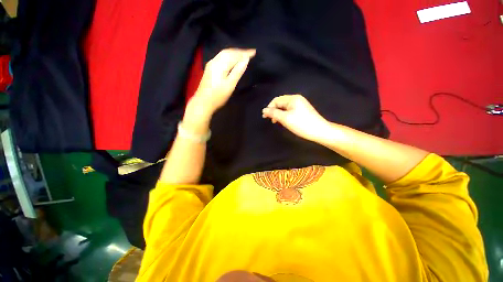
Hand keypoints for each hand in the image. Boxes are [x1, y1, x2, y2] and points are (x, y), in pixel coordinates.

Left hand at [191, 48, 255, 116]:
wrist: (203, 103)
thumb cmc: (218, 96)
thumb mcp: (230, 85)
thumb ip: (237, 72)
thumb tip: (246, 60)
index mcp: (220, 65)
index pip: (234, 55)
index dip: (245, 53)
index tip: (254, 52)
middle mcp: (214, 61)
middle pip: (228, 52)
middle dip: (240, 51)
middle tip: (250, 52)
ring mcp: (211, 64)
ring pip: (224, 54)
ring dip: (234, 53)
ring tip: (243, 55)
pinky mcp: (210, 68)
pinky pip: (221, 57)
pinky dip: (229, 56)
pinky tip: (232, 59)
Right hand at [262, 95, 329, 141]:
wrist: (320, 131)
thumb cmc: (302, 124)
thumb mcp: (285, 118)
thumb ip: (274, 113)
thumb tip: (264, 110)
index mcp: (293, 99)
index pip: (277, 100)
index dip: (269, 107)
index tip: (265, 117)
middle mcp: (297, 99)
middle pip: (281, 103)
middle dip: (274, 111)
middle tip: (271, 120)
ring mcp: (300, 105)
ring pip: (285, 107)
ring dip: (279, 114)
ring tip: (276, 122)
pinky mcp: (302, 111)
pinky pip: (290, 111)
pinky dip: (285, 115)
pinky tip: (284, 121)